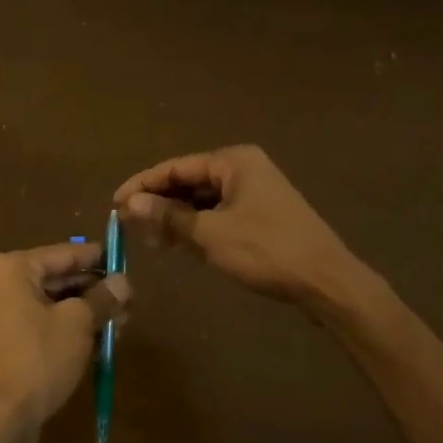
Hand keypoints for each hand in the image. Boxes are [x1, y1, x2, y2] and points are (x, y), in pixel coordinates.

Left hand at [0, 242, 130, 442]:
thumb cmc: (37, 359)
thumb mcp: (78, 324)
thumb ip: (102, 298)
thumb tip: (123, 283)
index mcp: (12, 269)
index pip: (64, 253)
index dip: (97, 257)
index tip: (124, 259)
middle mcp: (0, 285)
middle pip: (57, 279)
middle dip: (94, 290)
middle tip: (128, 299)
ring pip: (51, 305)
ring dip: (85, 313)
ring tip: (121, 322)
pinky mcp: (3, 345)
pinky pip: (41, 326)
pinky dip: (67, 330)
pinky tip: (99, 342)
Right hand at [114, 145, 363, 306]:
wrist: (327, 282)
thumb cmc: (266, 250)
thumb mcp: (211, 234)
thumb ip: (169, 216)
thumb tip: (130, 203)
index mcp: (233, 161)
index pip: (176, 167)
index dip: (142, 185)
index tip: (114, 203)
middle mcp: (244, 168)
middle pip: (189, 181)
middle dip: (160, 203)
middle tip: (131, 225)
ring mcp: (255, 191)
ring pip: (204, 199)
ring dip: (178, 218)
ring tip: (153, 241)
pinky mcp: (262, 214)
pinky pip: (220, 213)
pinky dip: (199, 227)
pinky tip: (182, 245)